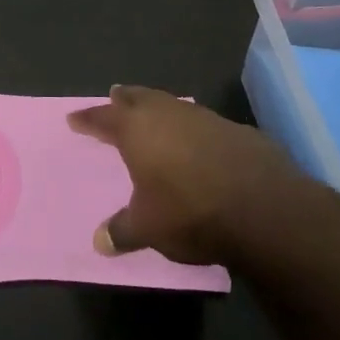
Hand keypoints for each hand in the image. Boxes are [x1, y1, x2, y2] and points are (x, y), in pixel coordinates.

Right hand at [68, 85, 305, 264]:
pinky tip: (198, 142)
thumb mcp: (147, 228)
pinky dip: (192, 129)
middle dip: (125, 98)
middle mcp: (168, 114)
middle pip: (139, 97)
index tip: (75, 119)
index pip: (104, 117)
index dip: (88, 119)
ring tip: (154, 115)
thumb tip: (100, 242)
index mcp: (137, 129)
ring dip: (160, 109)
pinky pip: (204, 123)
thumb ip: (122, 231)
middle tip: (114, 96)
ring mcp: (205, 118)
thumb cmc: (190, 212)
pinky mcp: (237, 130)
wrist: (264, 209)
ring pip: (173, 105)